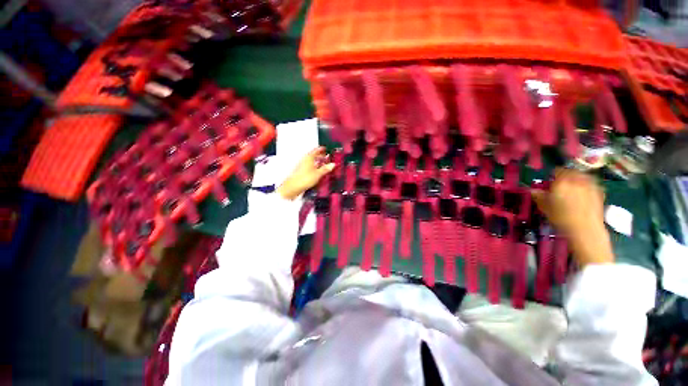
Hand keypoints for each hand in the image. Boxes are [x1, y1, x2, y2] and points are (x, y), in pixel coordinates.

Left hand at [277, 147, 334, 199]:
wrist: (293, 187)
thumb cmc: (305, 178)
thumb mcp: (318, 173)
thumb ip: (325, 169)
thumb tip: (333, 164)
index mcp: (309, 157)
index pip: (316, 150)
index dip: (321, 149)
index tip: (326, 149)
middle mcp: (305, 160)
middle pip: (313, 156)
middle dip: (320, 156)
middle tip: (327, 157)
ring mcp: (302, 166)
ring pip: (311, 162)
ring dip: (318, 162)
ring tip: (324, 165)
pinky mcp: (301, 172)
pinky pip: (310, 167)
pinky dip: (315, 167)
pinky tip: (318, 171)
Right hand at [532, 168, 613, 266]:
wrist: (585, 229)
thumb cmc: (561, 217)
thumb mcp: (544, 207)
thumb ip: (539, 196)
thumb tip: (532, 190)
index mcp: (562, 180)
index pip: (556, 171)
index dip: (552, 176)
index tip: (549, 183)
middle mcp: (577, 179)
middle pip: (571, 172)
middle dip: (566, 177)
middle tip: (561, 186)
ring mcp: (591, 185)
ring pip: (582, 177)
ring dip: (577, 180)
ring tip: (572, 189)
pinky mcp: (599, 192)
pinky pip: (591, 185)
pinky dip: (587, 187)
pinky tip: (583, 196)